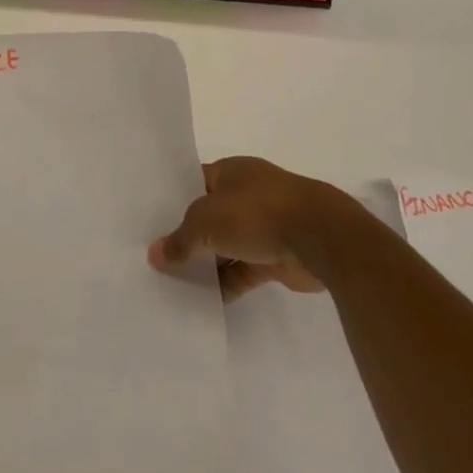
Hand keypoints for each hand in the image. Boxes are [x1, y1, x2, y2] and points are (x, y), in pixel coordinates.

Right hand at [148, 156, 345, 300]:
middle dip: (189, 235)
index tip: (151, 219)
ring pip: (228, 245)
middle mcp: (248, 194)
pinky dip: (229, 283)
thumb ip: (180, 240)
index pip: (195, 181)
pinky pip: (246, 270)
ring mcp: (266, 225)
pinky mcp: (278, 257)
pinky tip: (207, 300)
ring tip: (176, 282)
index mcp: (232, 172)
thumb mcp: (206, 222)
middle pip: (211, 216)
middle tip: (159, 256)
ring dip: (209, 263)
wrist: (320, 237)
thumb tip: (155, 255)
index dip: (173, 198)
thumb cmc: (257, 213)